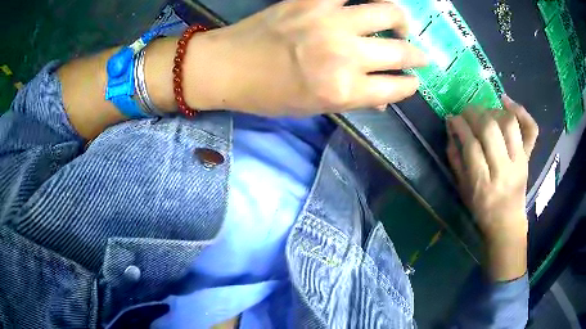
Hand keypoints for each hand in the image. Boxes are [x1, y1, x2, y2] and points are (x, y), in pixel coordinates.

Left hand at [183, 0, 426, 114]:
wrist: (227, 66)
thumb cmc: (268, 94)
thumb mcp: (315, 108)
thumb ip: (356, 100)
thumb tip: (387, 96)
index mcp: (344, 90)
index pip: (397, 87)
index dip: (410, 85)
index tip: (413, 81)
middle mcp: (345, 56)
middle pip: (401, 52)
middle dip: (417, 56)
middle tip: (418, 55)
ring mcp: (330, 22)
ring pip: (388, 12)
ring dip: (401, 20)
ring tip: (399, 24)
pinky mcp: (312, 0)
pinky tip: (366, 3)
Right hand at [446, 96, 538, 280]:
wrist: (508, 223)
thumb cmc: (482, 210)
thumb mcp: (463, 191)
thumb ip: (456, 160)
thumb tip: (451, 130)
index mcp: (484, 185)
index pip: (471, 145)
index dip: (459, 126)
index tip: (452, 118)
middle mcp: (504, 170)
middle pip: (490, 129)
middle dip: (473, 113)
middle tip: (465, 112)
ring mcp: (520, 162)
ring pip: (509, 123)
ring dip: (492, 111)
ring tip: (483, 112)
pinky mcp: (528, 157)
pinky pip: (530, 128)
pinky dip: (521, 111)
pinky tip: (506, 102)